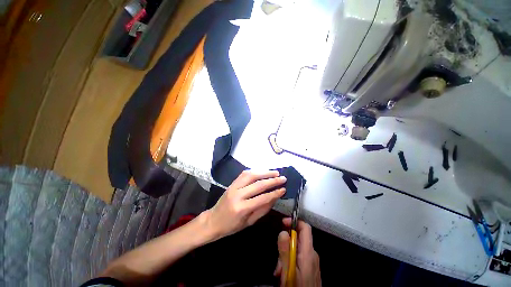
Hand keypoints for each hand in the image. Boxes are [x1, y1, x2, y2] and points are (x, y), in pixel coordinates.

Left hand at [203, 170, 285, 240]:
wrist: (213, 220)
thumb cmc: (231, 226)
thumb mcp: (249, 222)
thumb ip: (263, 209)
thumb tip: (274, 197)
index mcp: (241, 208)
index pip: (262, 198)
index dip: (274, 193)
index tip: (283, 189)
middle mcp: (237, 195)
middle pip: (258, 184)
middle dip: (272, 180)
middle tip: (283, 178)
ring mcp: (233, 187)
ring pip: (251, 175)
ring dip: (264, 172)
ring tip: (275, 172)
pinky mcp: (232, 183)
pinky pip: (244, 174)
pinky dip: (255, 171)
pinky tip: (262, 172)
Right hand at [274, 218, 321, 286]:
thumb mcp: (288, 272)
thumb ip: (285, 251)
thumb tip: (283, 232)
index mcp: (308, 252)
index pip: (305, 227)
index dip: (294, 222)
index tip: (283, 223)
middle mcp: (312, 254)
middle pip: (298, 238)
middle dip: (286, 244)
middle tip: (278, 259)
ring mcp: (312, 261)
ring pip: (297, 248)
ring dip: (286, 255)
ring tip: (280, 271)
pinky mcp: (310, 268)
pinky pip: (299, 257)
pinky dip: (290, 261)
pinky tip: (285, 273)